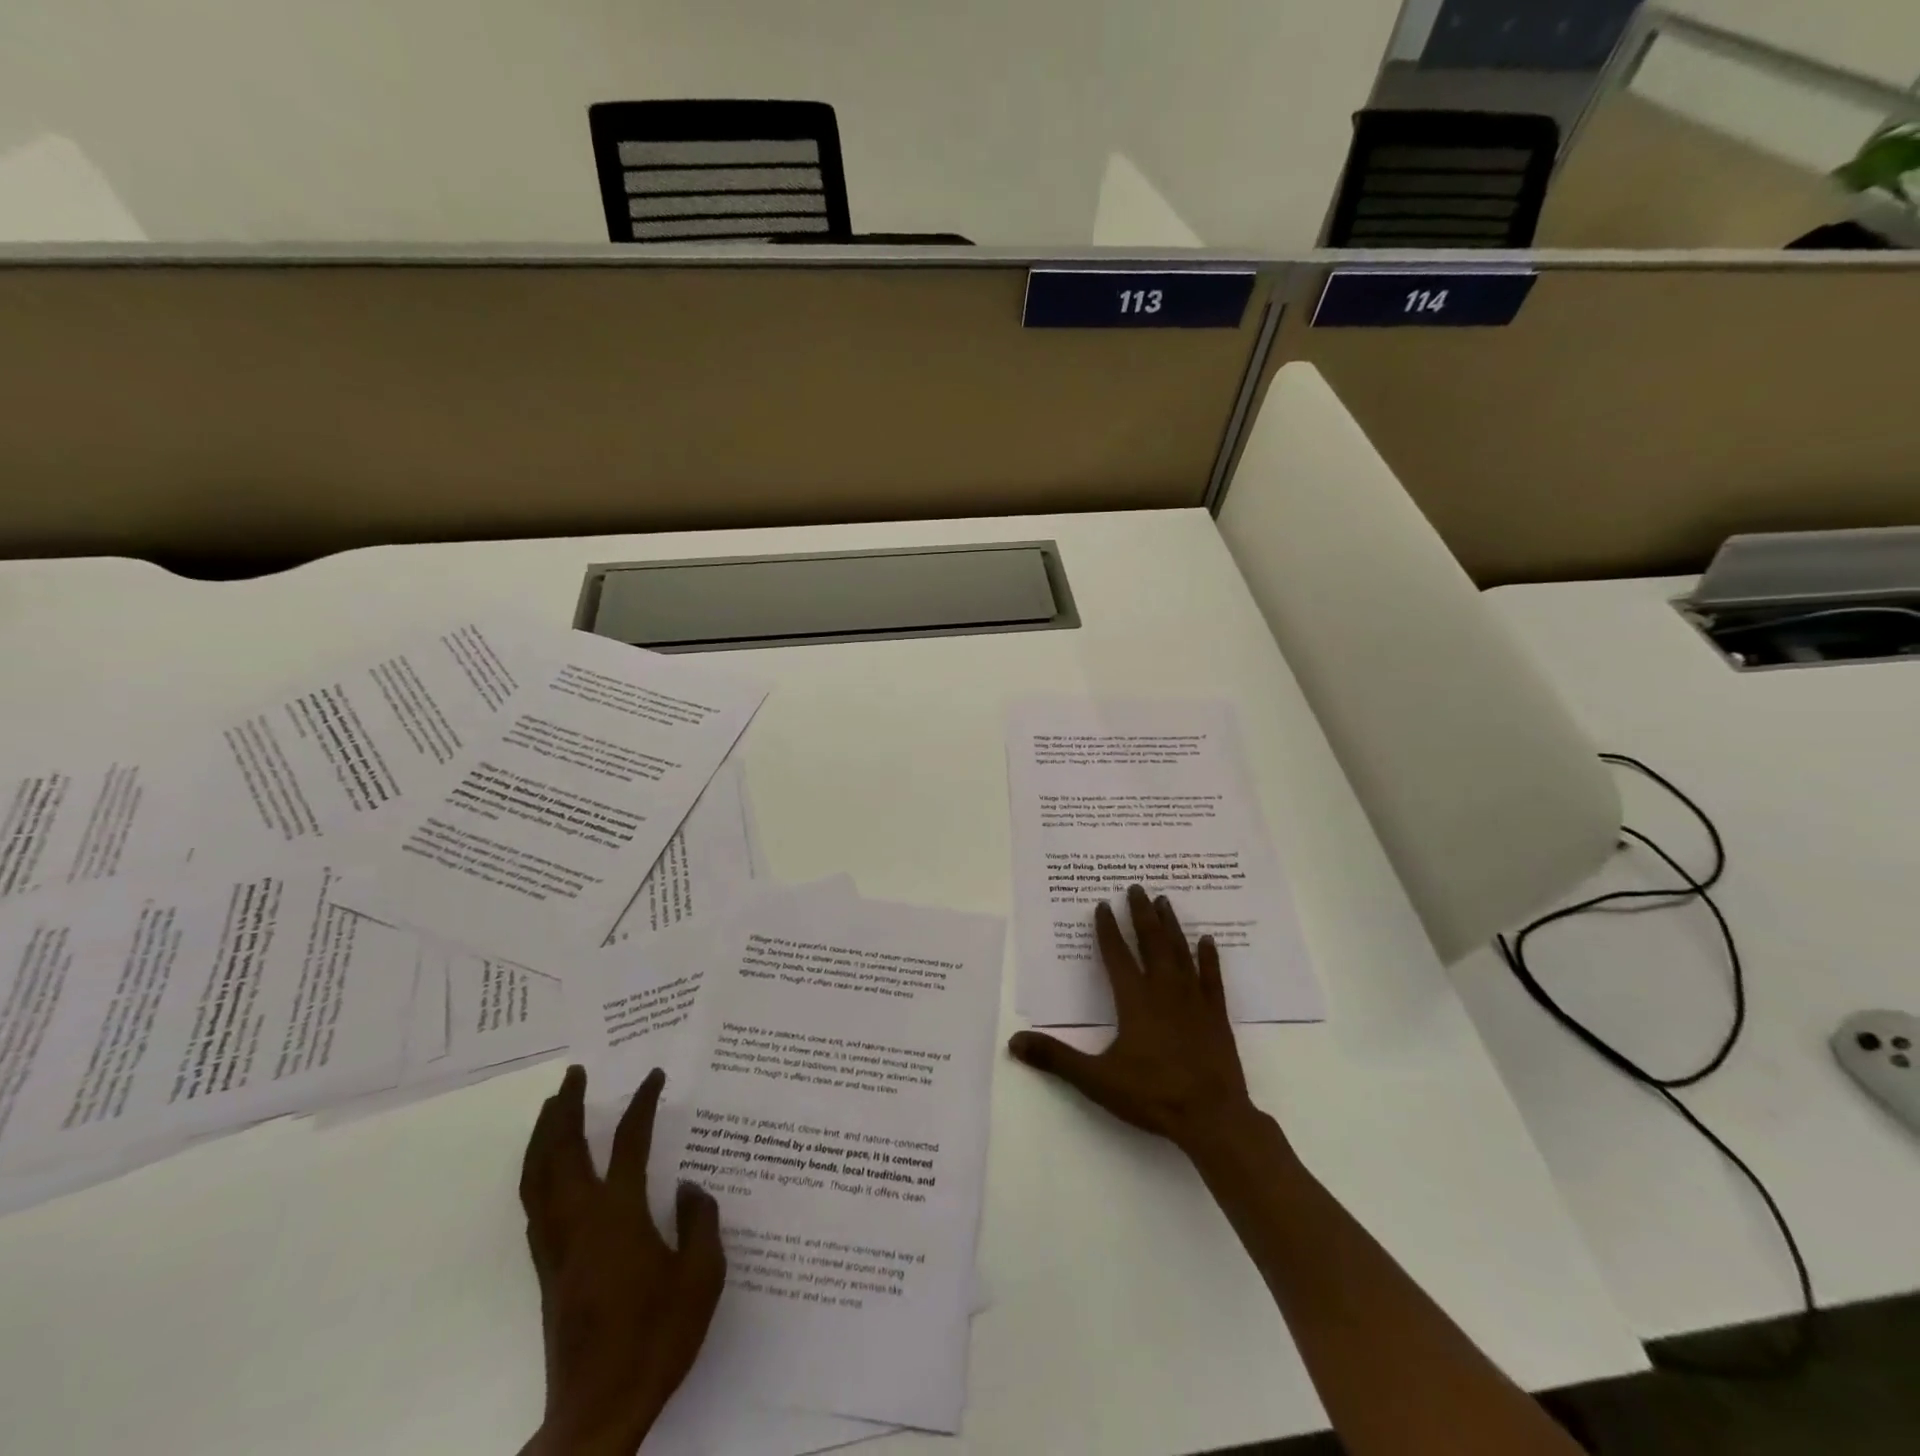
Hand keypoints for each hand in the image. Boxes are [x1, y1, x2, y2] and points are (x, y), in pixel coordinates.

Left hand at [518, 1065, 724, 1455]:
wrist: (597, 1411)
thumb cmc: (656, 1337)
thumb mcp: (701, 1276)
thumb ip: (699, 1222)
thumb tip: (689, 1188)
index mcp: (619, 1215)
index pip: (630, 1142)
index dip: (642, 1104)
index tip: (653, 1076)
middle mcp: (581, 1221)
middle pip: (563, 1152)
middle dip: (567, 1108)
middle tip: (575, 1075)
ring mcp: (558, 1247)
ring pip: (538, 1178)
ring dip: (543, 1137)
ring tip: (552, 1108)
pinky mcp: (547, 1272)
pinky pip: (535, 1206)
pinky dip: (537, 1175)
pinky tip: (549, 1173)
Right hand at [1009, 885, 1261, 1156]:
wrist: (1212, 1117)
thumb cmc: (1152, 1095)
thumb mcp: (1097, 1079)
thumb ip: (1055, 1058)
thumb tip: (1014, 1041)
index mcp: (1134, 1000)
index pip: (1117, 955)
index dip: (1107, 929)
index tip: (1103, 904)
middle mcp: (1164, 990)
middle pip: (1151, 942)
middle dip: (1141, 913)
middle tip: (1136, 887)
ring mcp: (1194, 1000)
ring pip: (1180, 952)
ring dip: (1170, 925)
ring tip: (1164, 901)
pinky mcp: (1216, 1015)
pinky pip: (1212, 977)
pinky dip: (1208, 957)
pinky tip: (1207, 941)